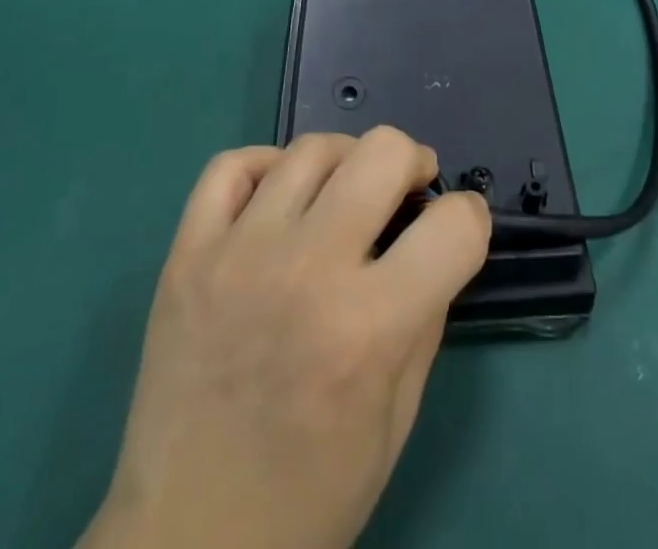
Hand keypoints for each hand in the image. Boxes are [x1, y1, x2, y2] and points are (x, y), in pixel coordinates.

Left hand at [82, 128, 490, 548]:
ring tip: (346, 191)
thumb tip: (435, 238)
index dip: (470, 220)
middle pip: (383, 152)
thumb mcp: (398, 417)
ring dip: (346, 162)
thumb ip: (426, 313)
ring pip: (311, 149)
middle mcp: (306, 271)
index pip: (455, 225)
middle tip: (407, 192)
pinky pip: (230, 167)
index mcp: (368, 326)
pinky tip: (279, 198)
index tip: (458, 230)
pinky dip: (265, 166)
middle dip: (412, 163)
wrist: (188, 547)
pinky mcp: (186, 257)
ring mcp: (238, 256)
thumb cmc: (310, 496)